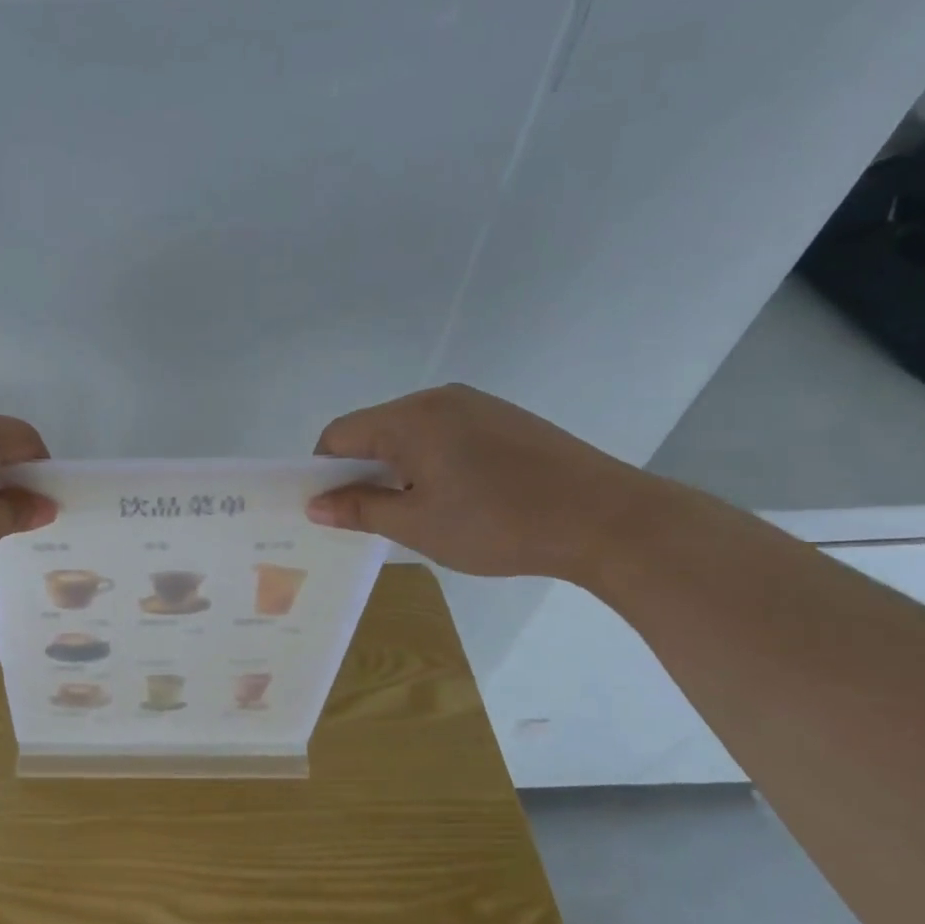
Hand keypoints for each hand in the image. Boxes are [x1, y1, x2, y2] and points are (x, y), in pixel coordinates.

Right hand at [306, 384, 665, 581]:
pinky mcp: (506, 418)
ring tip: (420, 510)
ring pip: (411, 432)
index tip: (334, 509)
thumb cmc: (498, 524)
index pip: (339, 435)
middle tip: (374, 516)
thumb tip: (314, 506)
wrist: (609, 520)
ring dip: (399, 467)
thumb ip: (360, 509)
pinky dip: (433, 460)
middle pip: (374, 430)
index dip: (324, 472)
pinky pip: (446, 433)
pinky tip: (458, 496)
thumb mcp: (416, 525)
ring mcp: (477, 404)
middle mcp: (438, 398)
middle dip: (362, 471)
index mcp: (409, 418)